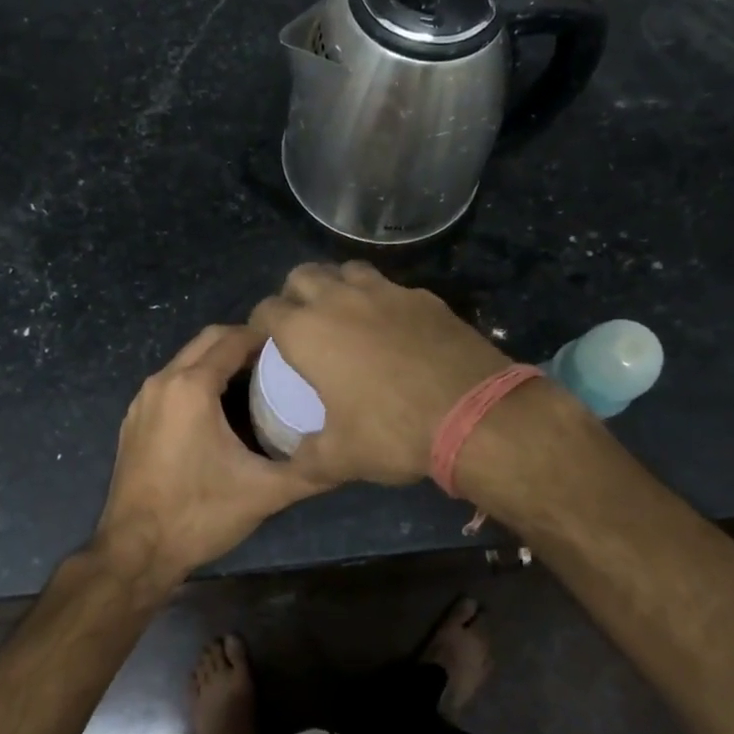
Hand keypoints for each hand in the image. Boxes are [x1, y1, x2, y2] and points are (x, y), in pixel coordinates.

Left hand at [92, 324, 324, 593]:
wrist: (134, 553)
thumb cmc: (199, 515)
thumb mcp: (263, 493)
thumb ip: (309, 471)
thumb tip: (349, 456)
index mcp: (191, 387)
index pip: (233, 339)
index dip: (265, 337)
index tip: (295, 347)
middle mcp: (162, 382)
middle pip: (207, 339)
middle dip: (242, 341)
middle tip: (278, 361)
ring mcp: (143, 400)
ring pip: (186, 359)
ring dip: (218, 360)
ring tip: (255, 382)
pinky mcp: (134, 420)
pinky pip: (171, 382)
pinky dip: (196, 380)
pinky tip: (219, 410)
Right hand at [250, 261, 510, 486]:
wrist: (473, 413)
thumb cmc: (393, 432)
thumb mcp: (340, 458)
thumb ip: (307, 458)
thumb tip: (294, 463)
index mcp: (307, 332)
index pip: (267, 310)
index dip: (260, 324)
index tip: (266, 341)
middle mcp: (340, 300)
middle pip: (302, 275)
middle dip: (294, 294)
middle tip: (302, 323)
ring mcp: (385, 292)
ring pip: (347, 270)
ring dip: (337, 285)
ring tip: (345, 314)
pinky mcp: (422, 296)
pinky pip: (390, 287)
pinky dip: (382, 300)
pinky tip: (394, 327)